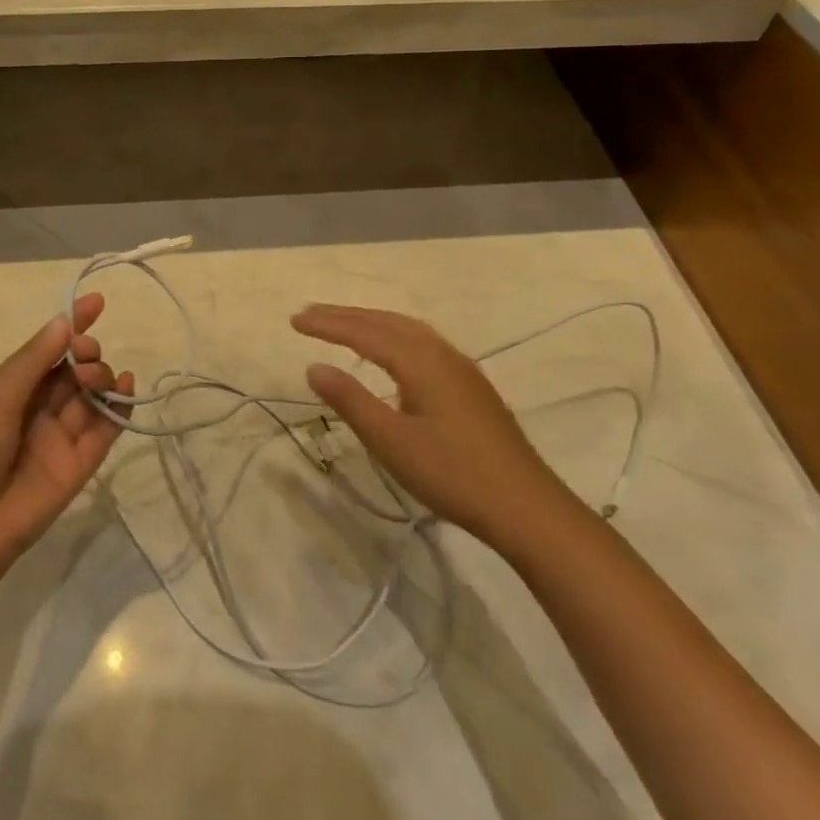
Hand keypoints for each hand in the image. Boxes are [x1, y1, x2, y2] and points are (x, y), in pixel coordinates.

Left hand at [0, 293, 133, 577]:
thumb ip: (33, 361)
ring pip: (91, 397)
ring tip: (95, 376)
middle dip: (85, 353)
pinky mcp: (80, 467)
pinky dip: (120, 407)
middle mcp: (36, 412)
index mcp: (8, 393)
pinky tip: (127, 385)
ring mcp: (59, 439)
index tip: (96, 302)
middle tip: (84, 356)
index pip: (46, 352)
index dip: (71, 326)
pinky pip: (105, 431)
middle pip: (73, 372)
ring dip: (101, 376)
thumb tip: (65, 322)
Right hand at [292, 304, 565, 541]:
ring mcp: (461, 368)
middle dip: (347, 315)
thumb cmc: (452, 474)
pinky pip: (423, 342)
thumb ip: (351, 401)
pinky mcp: (471, 386)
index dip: (327, 324)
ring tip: (344, 324)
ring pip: (409, 329)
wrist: (526, 506)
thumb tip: (314, 366)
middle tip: (311, 313)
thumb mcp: (391, 441)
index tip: (294, 320)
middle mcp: (441, 353)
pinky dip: (394, 335)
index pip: (364, 332)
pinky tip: (392, 353)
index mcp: (420, 361)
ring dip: (372, 322)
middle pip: (387, 322)